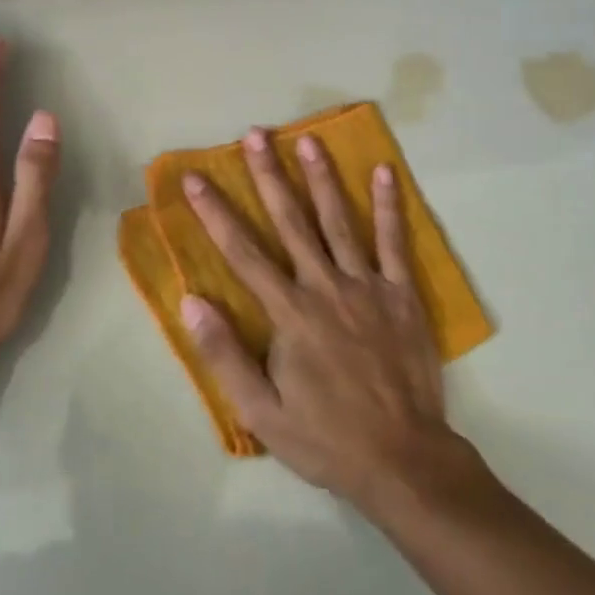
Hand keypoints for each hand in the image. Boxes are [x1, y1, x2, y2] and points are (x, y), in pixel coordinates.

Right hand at [178, 129, 465, 509]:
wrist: (403, 460)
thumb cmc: (326, 438)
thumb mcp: (262, 413)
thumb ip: (225, 355)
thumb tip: (191, 302)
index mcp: (289, 313)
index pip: (243, 253)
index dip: (215, 213)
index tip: (196, 178)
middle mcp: (324, 286)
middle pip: (291, 221)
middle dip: (269, 175)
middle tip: (255, 134)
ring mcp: (367, 286)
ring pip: (338, 221)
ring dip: (322, 178)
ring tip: (309, 138)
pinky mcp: (402, 294)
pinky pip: (394, 242)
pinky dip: (388, 206)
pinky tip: (383, 172)